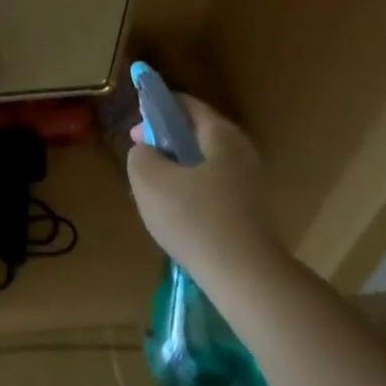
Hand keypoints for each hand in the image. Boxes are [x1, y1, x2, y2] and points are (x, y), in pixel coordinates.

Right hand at [127, 94, 285, 290]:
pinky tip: (178, 217)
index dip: (155, 109)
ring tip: (155, 192)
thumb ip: (140, 154)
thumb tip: (148, 152)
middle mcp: (241, 152)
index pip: (184, 104)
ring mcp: (250, 184)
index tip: (134, 131)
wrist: (249, 281)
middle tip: (141, 161)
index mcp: (221, 135)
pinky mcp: (252, 213)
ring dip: (177, 170)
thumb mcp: (148, 178)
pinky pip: (214, 190)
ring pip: (203, 164)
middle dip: (165, 142)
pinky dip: (192, 193)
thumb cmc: (195, 219)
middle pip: (196, 134)